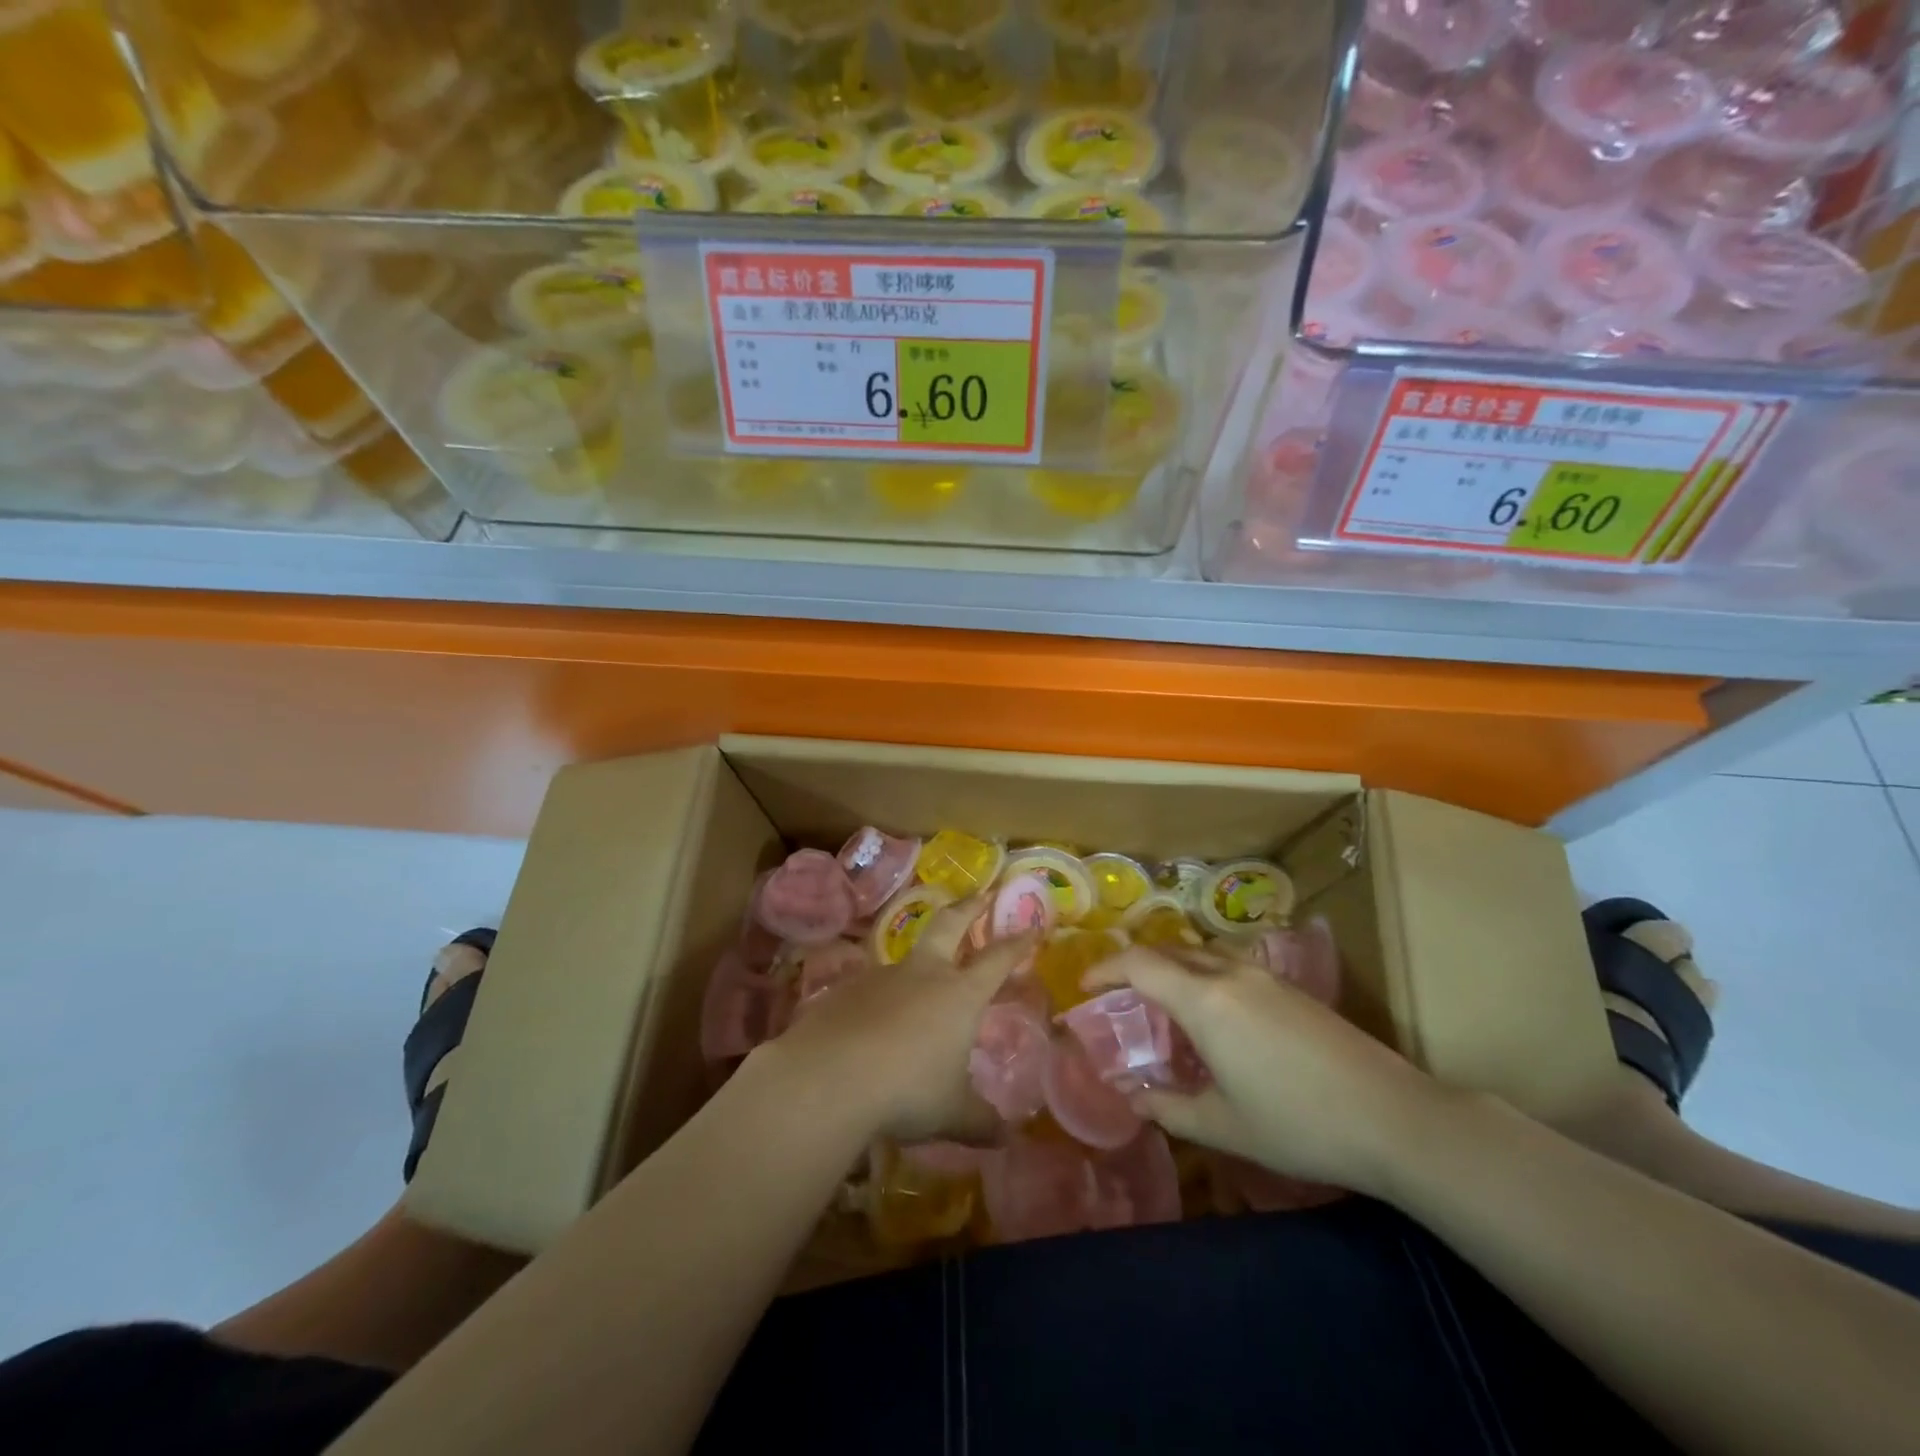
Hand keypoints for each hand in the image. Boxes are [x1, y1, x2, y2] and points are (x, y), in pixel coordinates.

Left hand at [760, 901, 1035, 1144]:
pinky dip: (878, 998)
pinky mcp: (844, 990)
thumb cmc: (906, 1090)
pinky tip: (870, 1024)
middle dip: (967, 909)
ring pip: (905, 958)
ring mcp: (880, 977)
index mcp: (959, 995)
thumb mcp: (951, 1113)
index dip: (1016, 942)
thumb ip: (980, 1121)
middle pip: (948, 925)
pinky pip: (868, 987)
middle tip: (979, 896)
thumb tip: (1006, 1138)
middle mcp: (923, 974)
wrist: (830, 1076)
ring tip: (919, 982)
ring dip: (918, 961)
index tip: (1031, 926)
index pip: (997, 959)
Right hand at [1085, 944, 1440, 1196]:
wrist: (1394, 1117)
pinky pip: (1229, 965)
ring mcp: (1265, 976)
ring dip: (1172, 967)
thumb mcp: (1224, 1126)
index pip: (1140, 964)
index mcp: (1205, 1001)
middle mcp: (1230, 973)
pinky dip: (1203, 976)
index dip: (1105, 969)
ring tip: (1162, 1003)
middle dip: (1135, 966)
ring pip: (1202, 954)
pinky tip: (1215, 1015)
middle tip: (1118, 995)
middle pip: (1169, 951)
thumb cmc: (1299, 1123)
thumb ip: (1170, 1109)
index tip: (1084, 986)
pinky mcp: (1291, 987)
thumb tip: (1133, 1098)